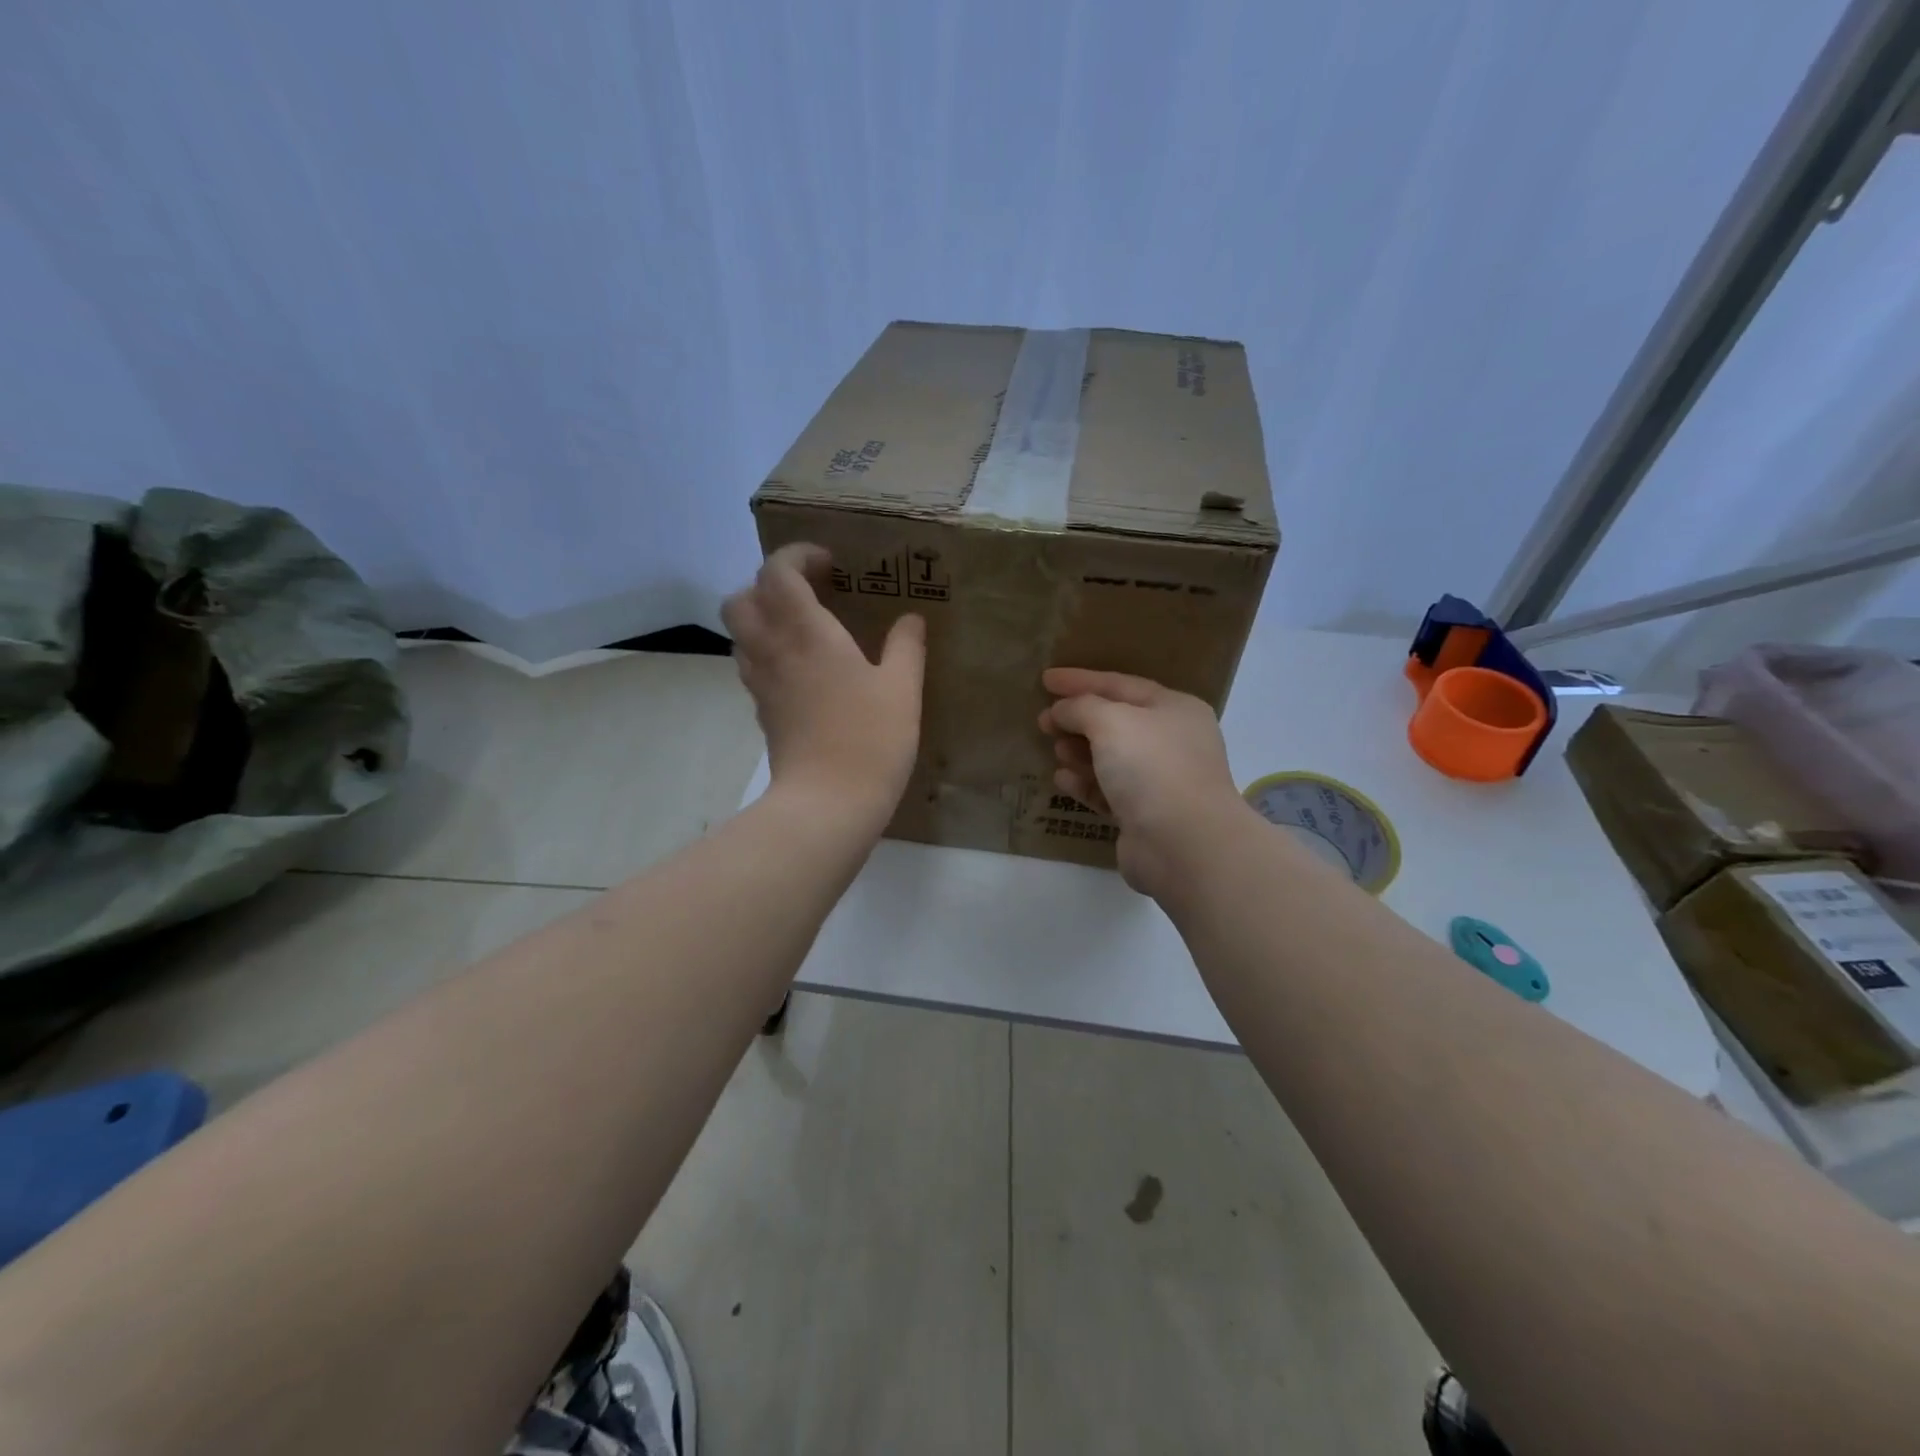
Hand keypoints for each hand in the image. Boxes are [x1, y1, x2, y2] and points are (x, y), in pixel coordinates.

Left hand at [723, 543, 925, 828]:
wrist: (828, 804)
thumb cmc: (870, 739)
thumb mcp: (902, 689)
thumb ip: (906, 647)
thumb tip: (910, 621)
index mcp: (806, 633)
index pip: (777, 572)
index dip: (797, 556)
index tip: (830, 566)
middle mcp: (773, 651)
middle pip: (741, 599)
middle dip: (768, 585)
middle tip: (809, 595)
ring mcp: (762, 684)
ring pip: (741, 634)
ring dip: (765, 619)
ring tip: (806, 630)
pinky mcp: (763, 713)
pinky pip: (752, 666)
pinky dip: (769, 653)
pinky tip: (804, 671)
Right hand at [1039, 668, 1249, 896]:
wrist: (1183, 843)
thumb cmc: (1151, 767)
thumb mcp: (1111, 722)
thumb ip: (1081, 707)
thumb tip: (1061, 711)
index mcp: (1174, 709)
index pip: (1120, 684)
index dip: (1081, 680)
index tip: (1046, 679)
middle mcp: (1171, 742)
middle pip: (1116, 722)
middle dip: (1078, 719)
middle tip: (1043, 720)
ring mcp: (1160, 781)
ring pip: (1111, 758)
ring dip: (1080, 751)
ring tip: (1054, 749)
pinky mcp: (1144, 816)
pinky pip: (1108, 791)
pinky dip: (1085, 782)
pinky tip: (1062, 779)